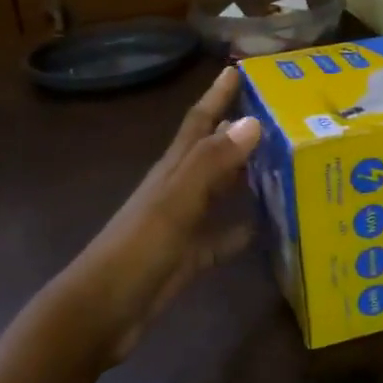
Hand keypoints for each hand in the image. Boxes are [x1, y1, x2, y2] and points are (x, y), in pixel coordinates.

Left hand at [61, 67, 263, 364]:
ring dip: (244, 178)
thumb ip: (212, 163)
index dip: (217, 96)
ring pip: (218, 192)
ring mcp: (180, 225)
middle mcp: (177, 191)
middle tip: (277, 114)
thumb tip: (252, 120)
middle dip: (237, 130)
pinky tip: (264, 229)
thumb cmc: (136, 251)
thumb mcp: (176, 203)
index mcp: (172, 171)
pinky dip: (239, 231)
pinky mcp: (186, 258)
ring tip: (282, 165)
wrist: (101, 312)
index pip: (198, 122)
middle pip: (211, 152)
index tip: (239, 69)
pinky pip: (218, 238)